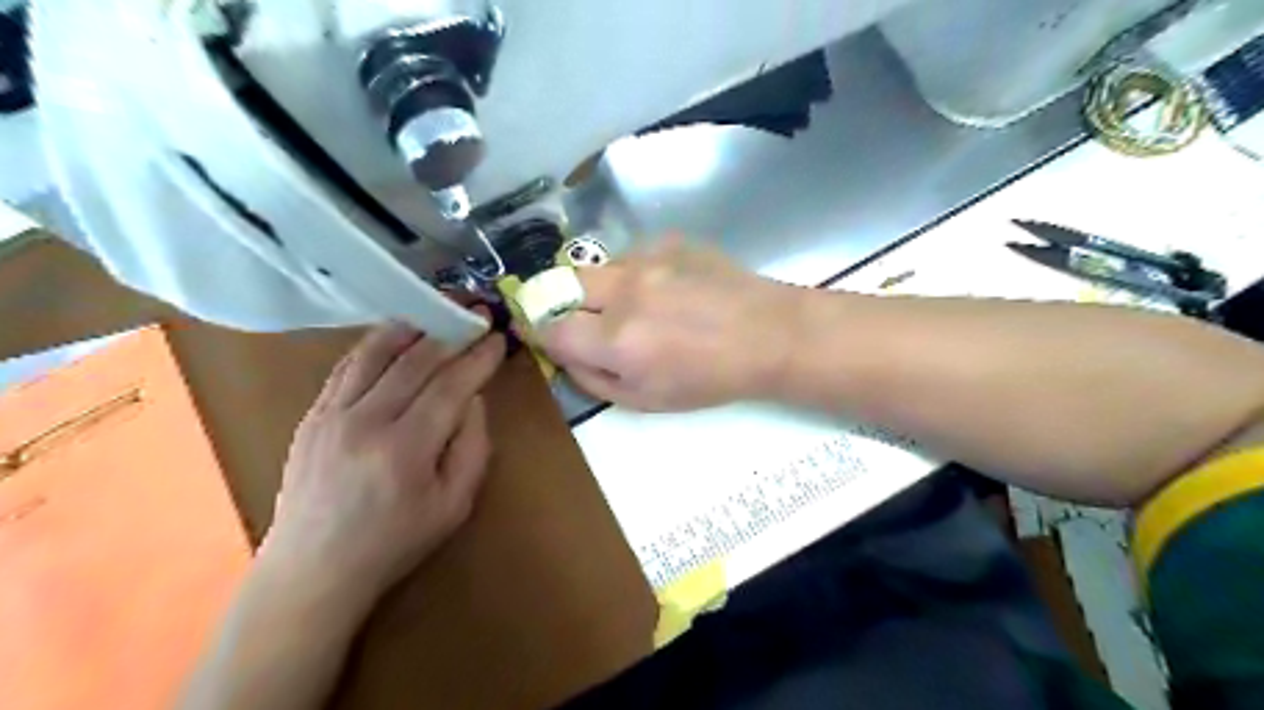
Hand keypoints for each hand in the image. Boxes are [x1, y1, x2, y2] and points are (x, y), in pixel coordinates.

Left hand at [260, 323, 504, 607]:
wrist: (314, 569)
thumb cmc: (394, 542)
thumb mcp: (454, 505)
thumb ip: (472, 448)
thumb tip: (474, 399)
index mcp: (406, 449)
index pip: (451, 385)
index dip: (478, 357)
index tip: (497, 337)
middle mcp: (366, 421)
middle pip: (415, 360)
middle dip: (451, 330)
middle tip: (476, 311)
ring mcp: (332, 414)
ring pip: (376, 352)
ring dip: (413, 325)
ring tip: (438, 308)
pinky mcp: (313, 415)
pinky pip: (347, 366)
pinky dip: (375, 343)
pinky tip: (396, 333)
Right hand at [534, 241, 796, 413]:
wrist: (768, 335)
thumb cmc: (710, 379)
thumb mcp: (646, 401)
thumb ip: (592, 380)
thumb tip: (563, 356)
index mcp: (617, 340)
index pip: (548, 327)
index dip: (539, 332)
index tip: (543, 335)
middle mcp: (624, 292)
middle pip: (561, 284)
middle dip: (562, 303)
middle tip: (582, 319)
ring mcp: (648, 259)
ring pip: (598, 269)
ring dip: (601, 289)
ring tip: (635, 307)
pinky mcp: (669, 241)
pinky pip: (631, 257)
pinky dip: (634, 275)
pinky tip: (665, 290)